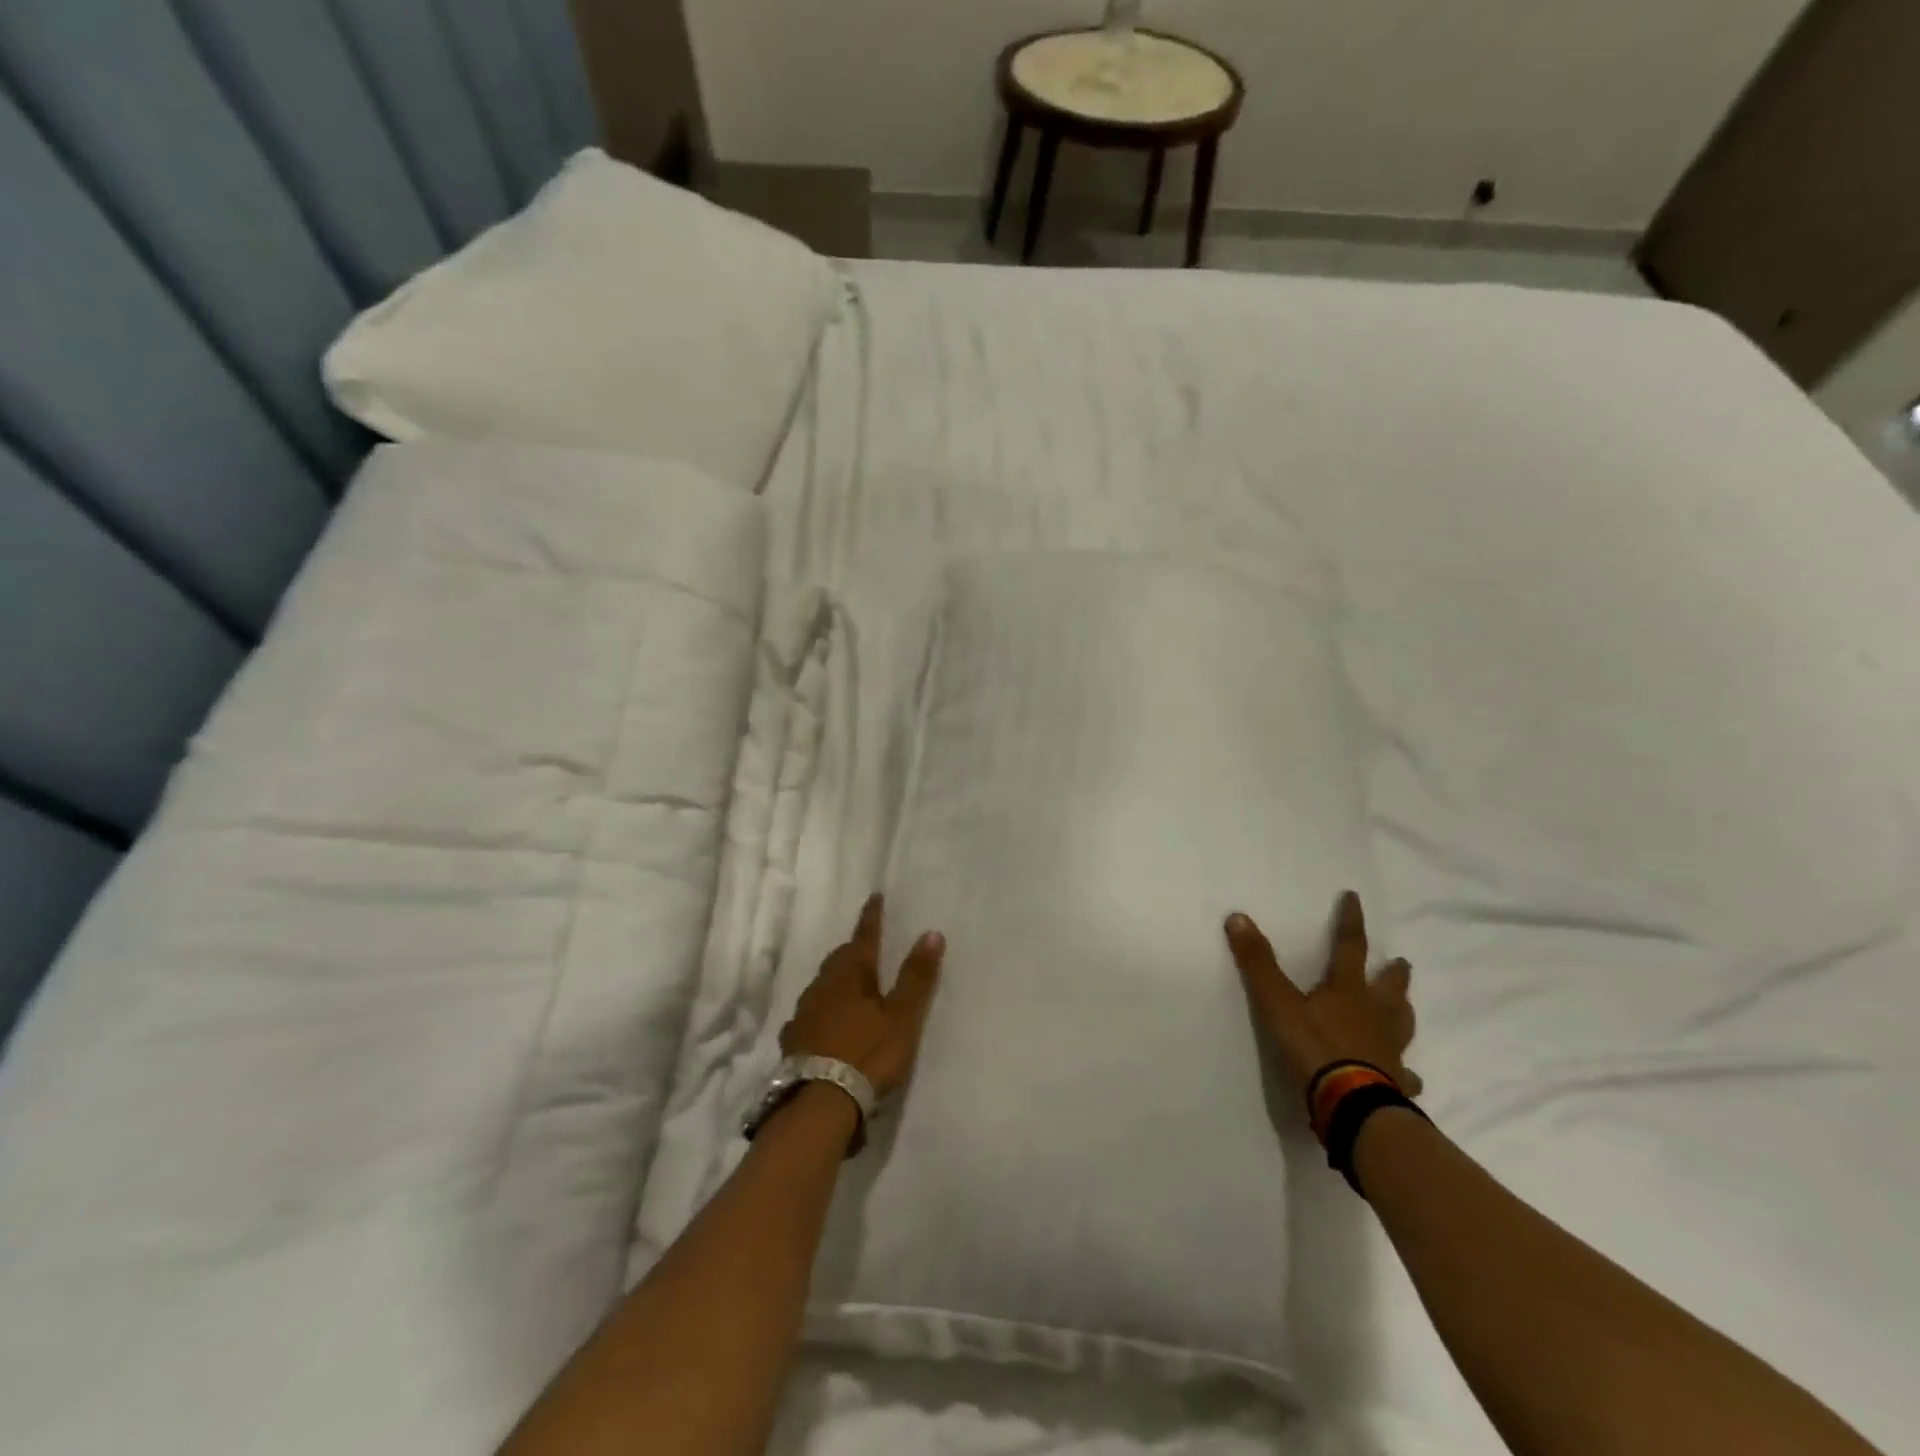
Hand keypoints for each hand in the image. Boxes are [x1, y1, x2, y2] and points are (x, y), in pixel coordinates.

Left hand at [780, 894, 945, 1098]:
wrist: (819, 1102)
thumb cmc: (868, 1053)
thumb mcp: (902, 1017)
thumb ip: (916, 977)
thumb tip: (931, 933)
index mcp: (851, 974)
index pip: (864, 936)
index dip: (872, 917)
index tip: (875, 896)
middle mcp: (823, 985)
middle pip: (840, 958)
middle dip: (854, 949)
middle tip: (867, 945)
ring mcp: (804, 1012)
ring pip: (823, 984)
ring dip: (837, 979)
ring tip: (849, 983)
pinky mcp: (794, 1039)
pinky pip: (810, 1013)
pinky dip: (822, 1009)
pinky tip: (824, 1021)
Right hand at [1225, 891, 1421, 1099]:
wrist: (1352, 1107)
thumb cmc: (1315, 1049)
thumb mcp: (1277, 1003)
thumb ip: (1258, 963)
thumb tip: (1237, 917)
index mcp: (1348, 991)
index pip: (1350, 947)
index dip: (1350, 921)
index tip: (1354, 898)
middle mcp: (1374, 1016)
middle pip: (1389, 988)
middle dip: (1393, 973)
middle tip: (1402, 962)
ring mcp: (1389, 1051)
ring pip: (1402, 1026)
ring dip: (1403, 1013)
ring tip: (1405, 1007)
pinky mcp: (1395, 1083)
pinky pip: (1404, 1075)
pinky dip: (1406, 1072)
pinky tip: (1410, 1077)